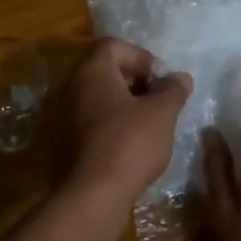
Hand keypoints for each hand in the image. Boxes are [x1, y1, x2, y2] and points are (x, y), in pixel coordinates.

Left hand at [63, 38, 193, 202]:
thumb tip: (180, 77)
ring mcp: (61, 116)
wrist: (92, 195)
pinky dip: (108, 124)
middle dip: (133, 80)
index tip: (161, 79)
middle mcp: (70, 88)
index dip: (141, 56)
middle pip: (103, 70)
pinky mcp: (60, 143)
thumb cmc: (130, 143)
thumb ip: (173, 90)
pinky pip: (87, 121)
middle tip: (156, 100)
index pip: (114, 46)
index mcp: (92, 72)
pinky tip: (127, 144)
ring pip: (95, 98)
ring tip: (146, 123)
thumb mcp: (162, 113)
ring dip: (121, 104)